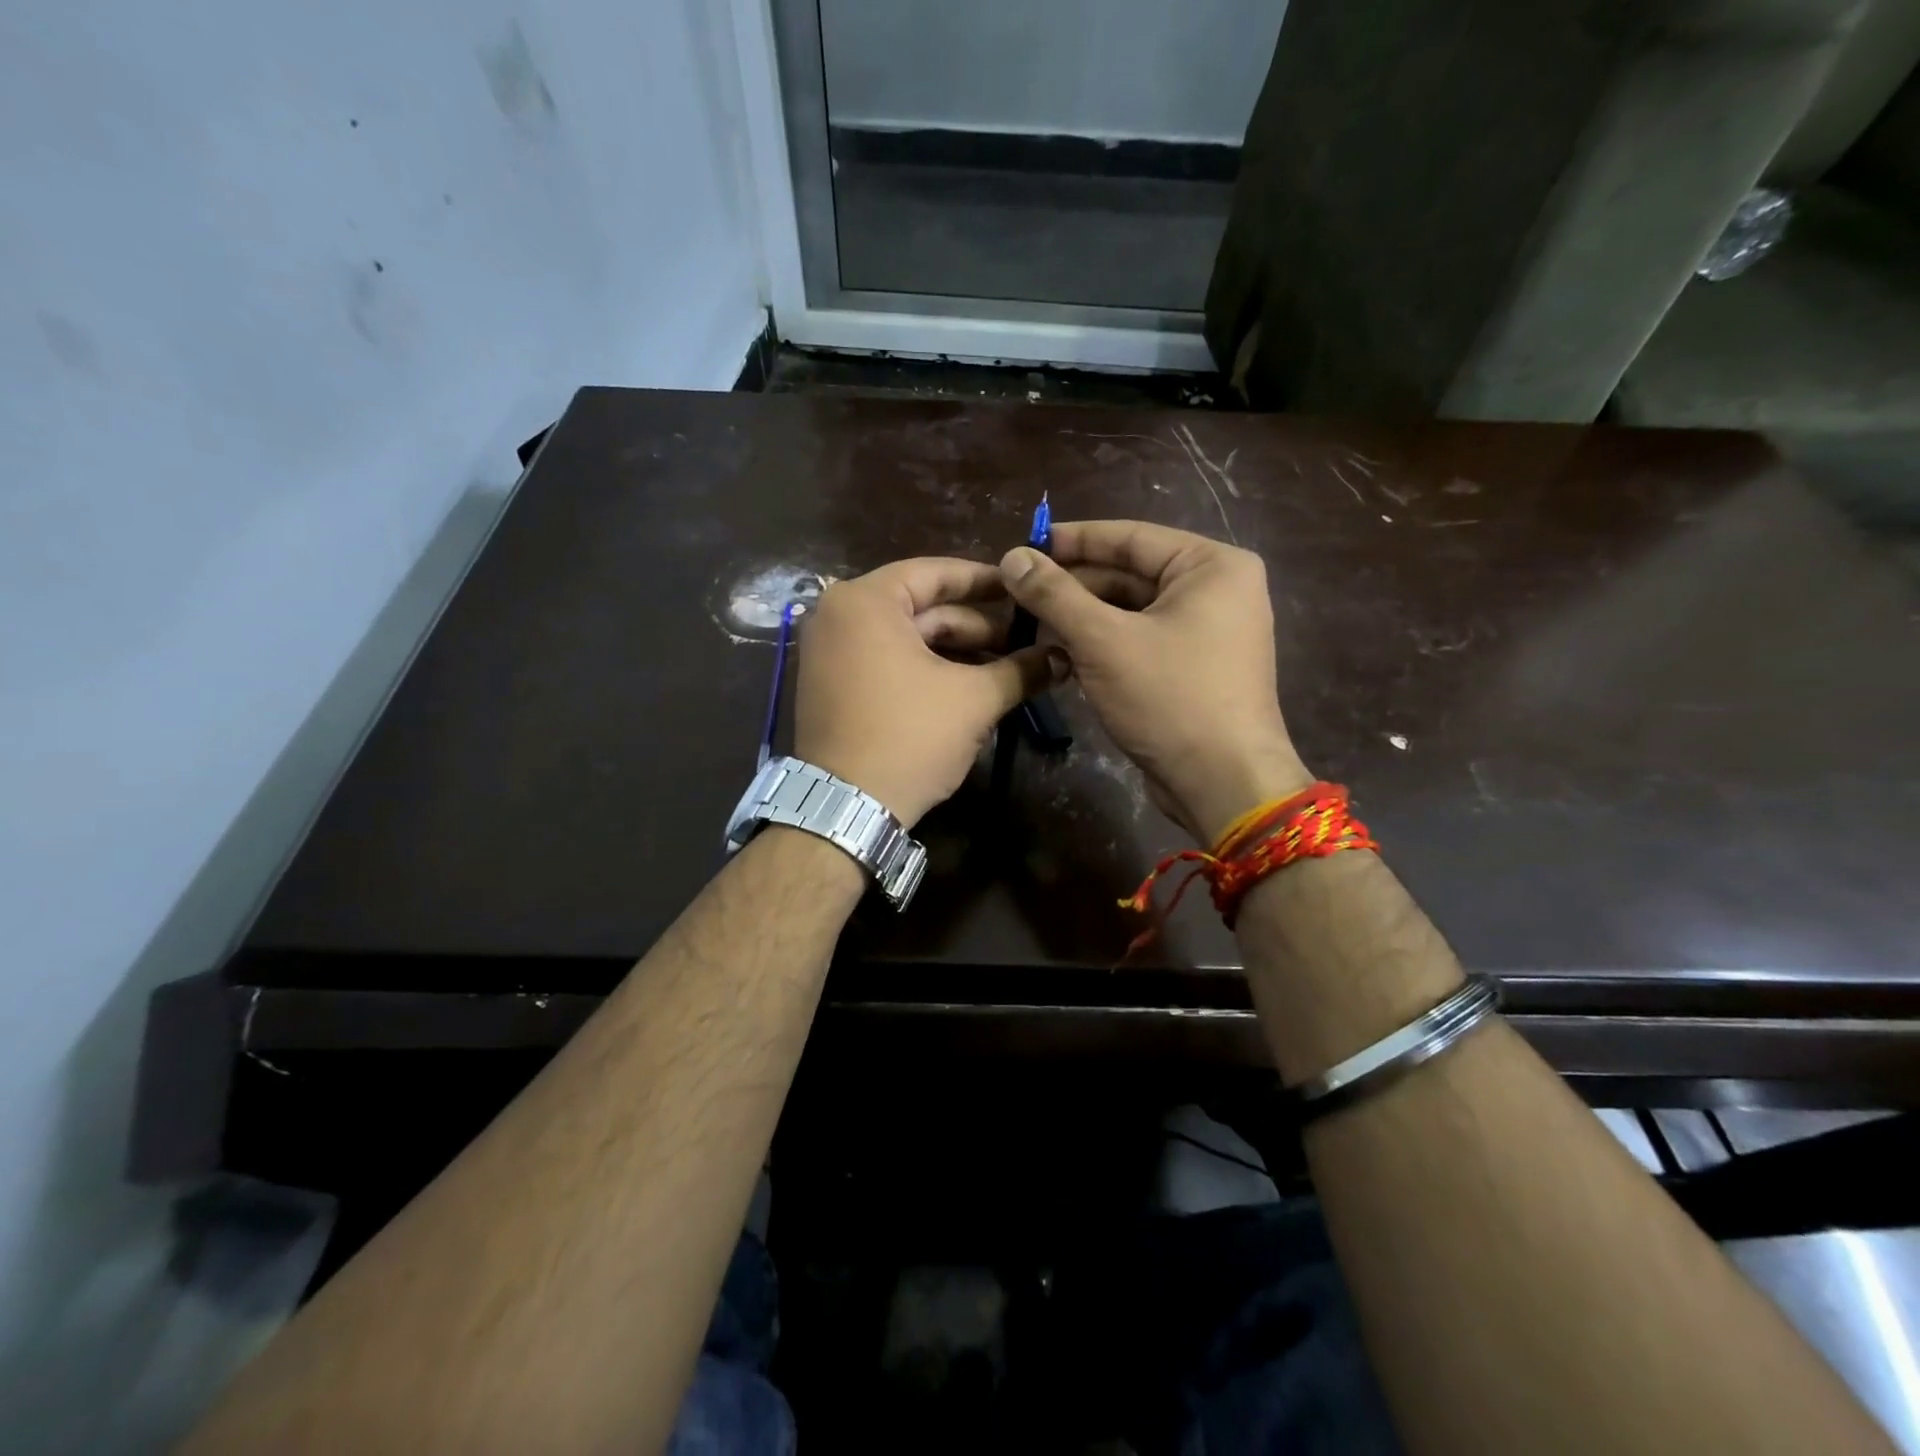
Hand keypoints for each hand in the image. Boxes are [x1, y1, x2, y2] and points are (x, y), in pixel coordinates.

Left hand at [794, 558, 1066, 826]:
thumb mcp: (974, 700)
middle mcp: (839, 615)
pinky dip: (925, 669)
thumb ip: (1021, 670)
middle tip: (1024, 641)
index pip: (936, 573)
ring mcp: (829, 651)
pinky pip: (886, 660)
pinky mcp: (831, 684)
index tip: (1022, 589)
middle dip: (976, 626)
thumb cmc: (909, 737)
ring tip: (1005, 669)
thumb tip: (1063, 657)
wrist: (847, 809)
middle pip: (922, 608)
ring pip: (906, 638)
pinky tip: (968, 686)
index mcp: (866, 601)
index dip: (985, 581)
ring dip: (956, 652)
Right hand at [1000, 520, 1311, 842]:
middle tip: (1017, 591)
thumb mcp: (1104, 641)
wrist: (1223, 784)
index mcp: (1211, 566)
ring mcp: (1208, 631)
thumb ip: (1055, 594)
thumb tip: (1012, 556)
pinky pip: (1141, 640)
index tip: (1023, 544)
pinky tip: (1059, 652)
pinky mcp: (1195, 667)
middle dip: (1073, 585)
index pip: (1130, 537)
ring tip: (1029, 621)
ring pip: (1131, 610)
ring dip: (1082, 617)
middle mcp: (1217, 590)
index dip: (1072, 540)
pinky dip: (1102, 644)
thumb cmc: (1170, 699)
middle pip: (1130, 573)